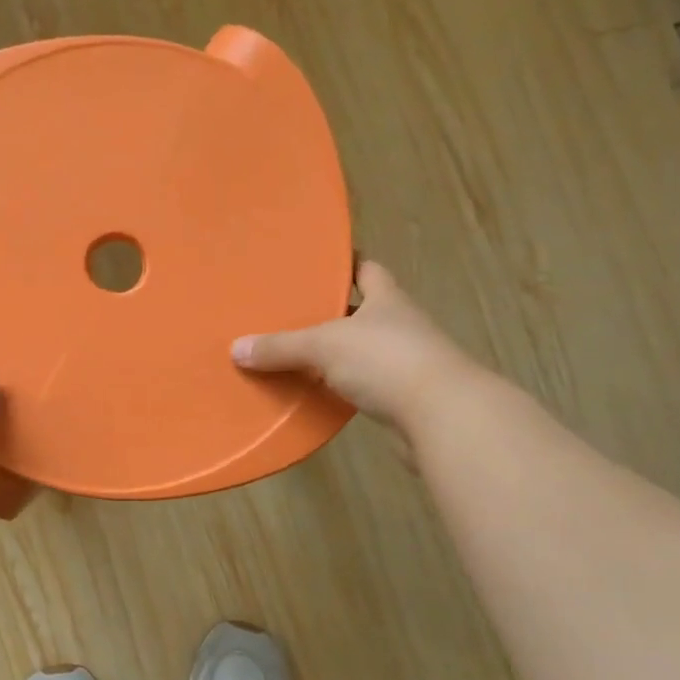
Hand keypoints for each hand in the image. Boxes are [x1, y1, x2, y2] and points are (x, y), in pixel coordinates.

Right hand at [231, 261, 468, 430]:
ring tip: (296, 353)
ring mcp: (407, 363)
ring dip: (338, 354)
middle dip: (333, 311)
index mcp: (388, 299)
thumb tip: (236, 348)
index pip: (368, 269)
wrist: (443, 417)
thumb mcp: (324, 346)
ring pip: (364, 351)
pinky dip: (344, 387)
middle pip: (364, 311)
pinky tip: (317, 392)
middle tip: (291, 311)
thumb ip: (281, 347)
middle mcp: (401, 325)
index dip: (346, 262)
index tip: (317, 262)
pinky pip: (366, 386)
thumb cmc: (386, 361)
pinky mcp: (405, 399)